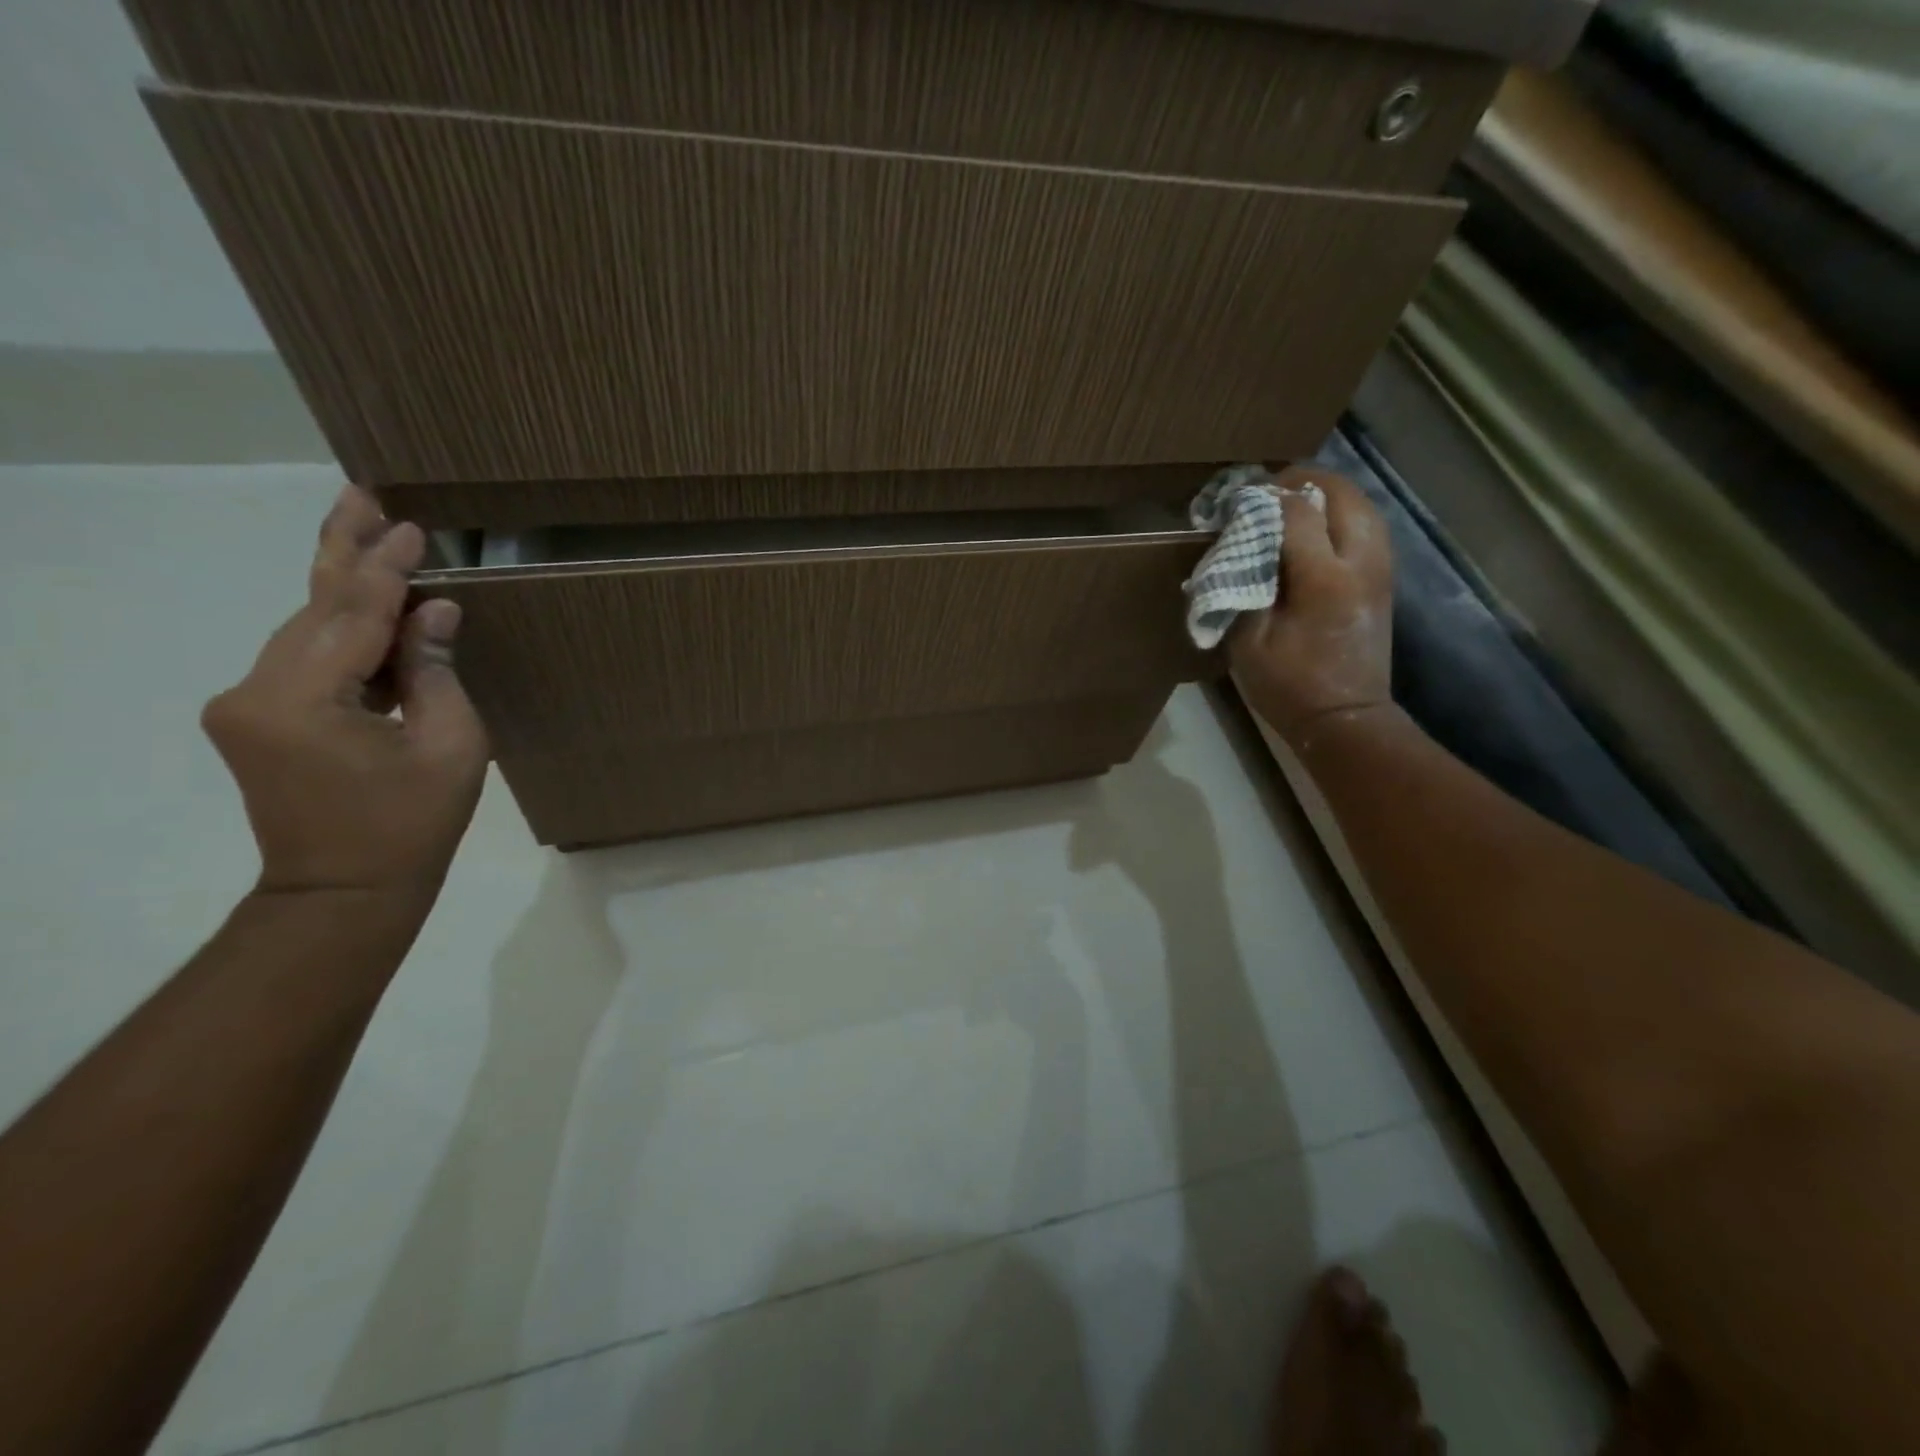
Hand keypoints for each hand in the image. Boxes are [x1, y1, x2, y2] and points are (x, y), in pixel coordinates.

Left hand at [203, 487, 488, 902]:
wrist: (344, 892)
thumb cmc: (412, 824)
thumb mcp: (450, 745)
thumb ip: (435, 671)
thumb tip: (436, 610)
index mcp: (302, 700)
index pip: (352, 614)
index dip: (386, 568)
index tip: (413, 527)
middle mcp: (255, 690)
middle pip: (312, 607)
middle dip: (345, 552)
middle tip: (364, 495)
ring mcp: (248, 704)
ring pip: (307, 628)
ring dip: (345, 587)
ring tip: (372, 535)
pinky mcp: (258, 717)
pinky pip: (307, 657)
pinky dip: (343, 628)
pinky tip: (371, 604)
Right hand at [1228, 466, 1393, 744]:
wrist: (1345, 718)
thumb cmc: (1288, 685)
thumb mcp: (1248, 640)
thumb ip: (1245, 584)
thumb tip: (1242, 544)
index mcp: (1323, 579)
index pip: (1297, 512)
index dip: (1266, 498)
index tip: (1237, 500)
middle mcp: (1360, 563)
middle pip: (1341, 495)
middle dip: (1304, 482)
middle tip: (1268, 489)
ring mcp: (1380, 569)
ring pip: (1362, 505)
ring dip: (1327, 494)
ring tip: (1291, 501)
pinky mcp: (1384, 579)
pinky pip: (1368, 526)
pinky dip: (1342, 513)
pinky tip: (1317, 525)